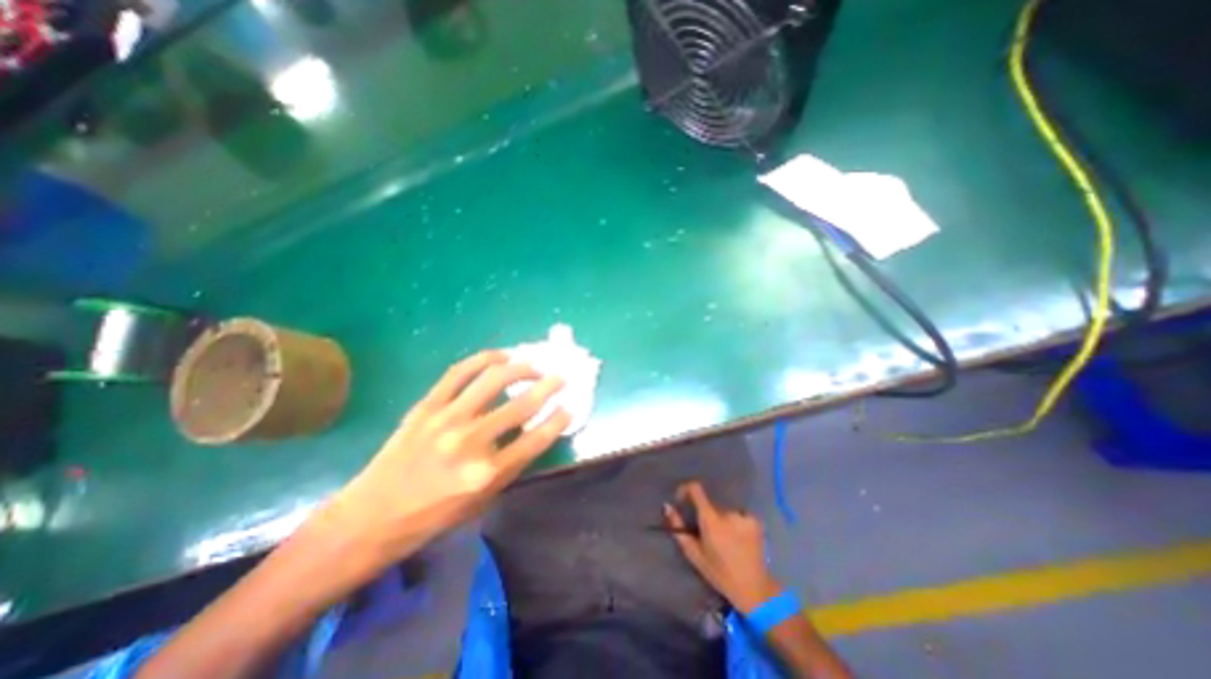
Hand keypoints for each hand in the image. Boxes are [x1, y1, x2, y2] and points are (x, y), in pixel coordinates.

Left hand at [320, 351, 567, 562]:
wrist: (373, 516)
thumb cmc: (434, 515)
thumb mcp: (483, 501)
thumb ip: (512, 464)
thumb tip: (534, 429)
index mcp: (487, 474)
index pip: (536, 439)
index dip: (559, 419)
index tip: (570, 406)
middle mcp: (470, 443)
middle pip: (521, 405)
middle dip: (549, 387)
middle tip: (561, 377)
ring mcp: (446, 419)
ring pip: (493, 380)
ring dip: (521, 367)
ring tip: (533, 364)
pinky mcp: (426, 405)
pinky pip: (459, 372)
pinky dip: (484, 359)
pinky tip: (501, 356)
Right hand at [665, 480, 780, 613]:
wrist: (753, 588)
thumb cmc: (719, 573)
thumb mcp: (694, 553)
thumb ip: (678, 528)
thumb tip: (667, 506)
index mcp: (710, 520)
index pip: (696, 489)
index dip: (687, 489)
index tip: (683, 498)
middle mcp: (727, 513)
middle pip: (711, 505)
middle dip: (707, 516)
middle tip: (709, 536)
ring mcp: (743, 515)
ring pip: (725, 512)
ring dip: (723, 521)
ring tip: (726, 542)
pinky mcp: (755, 521)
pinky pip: (739, 515)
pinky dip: (737, 524)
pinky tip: (740, 540)